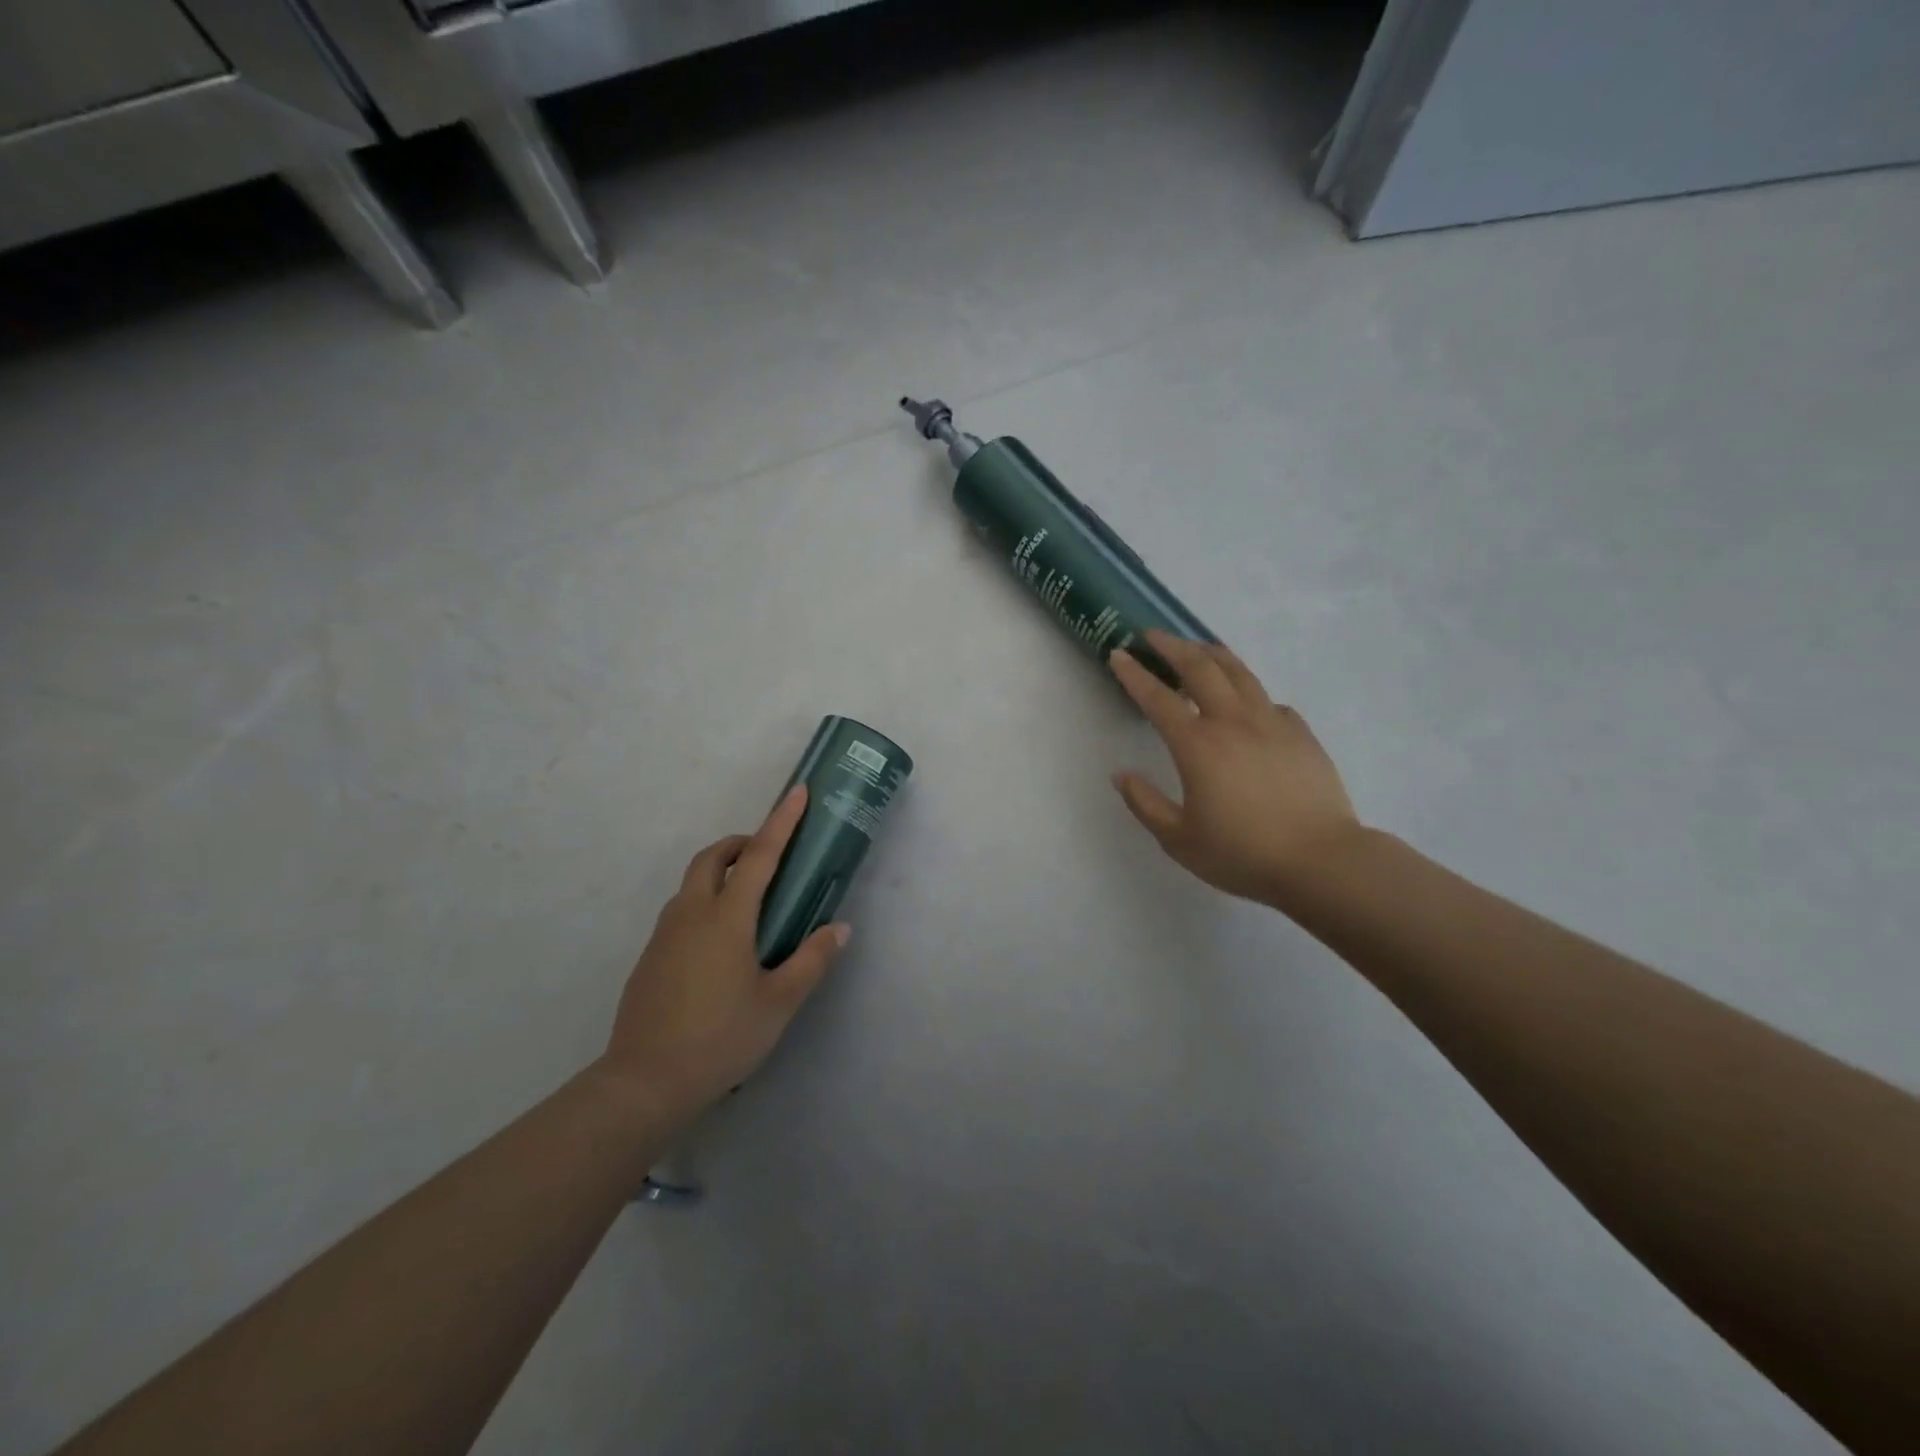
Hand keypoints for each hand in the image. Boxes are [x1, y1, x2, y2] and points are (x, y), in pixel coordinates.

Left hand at [600, 785, 847, 1122]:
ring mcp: (664, 935)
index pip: (759, 856)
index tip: (797, 792)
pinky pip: (680, 911)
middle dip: (740, 843)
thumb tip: (840, 928)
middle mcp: (691, 914)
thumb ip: (812, 960)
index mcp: (727, 918)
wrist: (644, 1083)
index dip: (781, 821)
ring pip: (692, 884)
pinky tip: (721, 945)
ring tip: (750, 902)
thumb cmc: (721, 1038)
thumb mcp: (779, 1003)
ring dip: (720, 873)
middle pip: (712, 858)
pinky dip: (704, 903)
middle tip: (768, 856)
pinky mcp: (650, 958)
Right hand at [1109, 630, 1360, 905]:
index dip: (1134, 674)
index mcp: (1197, 746)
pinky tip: (1246, 704)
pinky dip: (1249, 693)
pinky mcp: (1300, 734)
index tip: (1118, 654)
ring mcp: (1272, 723)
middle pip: (1201, 668)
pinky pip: (1269, 701)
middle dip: (1173, 646)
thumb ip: (1145, 804)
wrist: (1320, 861)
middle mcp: (1233, 722)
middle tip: (1154, 635)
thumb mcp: (1179, 840)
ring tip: (1198, 648)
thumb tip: (1121, 776)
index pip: (1158, 699)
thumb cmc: (1243, 853)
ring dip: (1212, 654)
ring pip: (1239, 673)